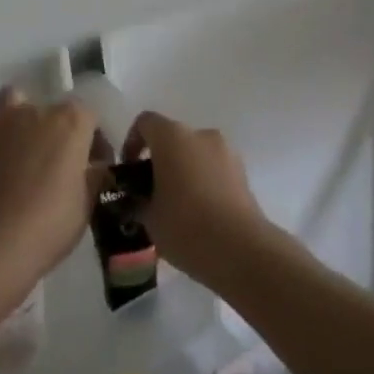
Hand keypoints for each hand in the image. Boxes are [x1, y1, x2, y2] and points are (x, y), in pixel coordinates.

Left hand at [0, 88, 101, 292]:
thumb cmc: (50, 226)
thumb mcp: (87, 204)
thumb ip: (92, 176)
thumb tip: (95, 166)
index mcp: (72, 123)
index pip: (89, 117)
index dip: (92, 140)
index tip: (91, 165)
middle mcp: (38, 111)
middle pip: (51, 111)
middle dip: (55, 132)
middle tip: (53, 166)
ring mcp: (2, 119)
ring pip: (11, 98)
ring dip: (15, 114)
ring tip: (15, 139)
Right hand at [129, 112, 269, 281]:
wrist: (240, 250)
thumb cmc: (185, 226)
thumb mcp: (149, 218)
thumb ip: (138, 202)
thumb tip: (138, 201)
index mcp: (172, 137)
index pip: (145, 123)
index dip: (132, 142)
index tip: (129, 170)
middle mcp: (200, 135)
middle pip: (173, 138)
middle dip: (160, 161)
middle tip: (151, 192)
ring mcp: (226, 152)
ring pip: (196, 154)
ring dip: (184, 171)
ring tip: (177, 206)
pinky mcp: (243, 172)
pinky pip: (215, 169)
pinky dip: (204, 182)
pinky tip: (200, 214)